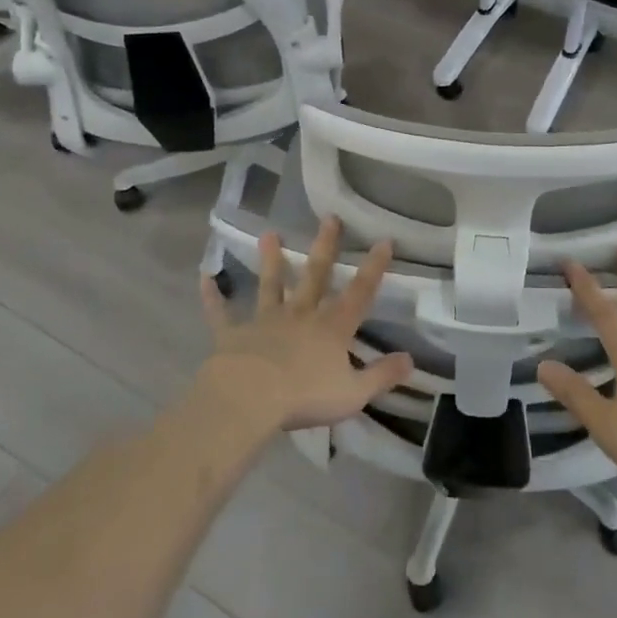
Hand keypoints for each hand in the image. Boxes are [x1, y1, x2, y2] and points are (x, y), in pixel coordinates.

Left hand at [197, 217, 412, 432]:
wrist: (250, 399)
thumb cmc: (305, 397)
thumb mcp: (354, 393)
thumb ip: (383, 375)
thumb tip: (411, 359)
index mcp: (332, 329)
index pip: (359, 293)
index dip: (373, 268)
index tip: (383, 240)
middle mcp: (301, 315)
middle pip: (315, 276)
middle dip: (325, 247)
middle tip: (329, 218)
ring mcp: (265, 321)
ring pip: (271, 285)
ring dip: (271, 260)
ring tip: (269, 234)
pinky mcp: (233, 334)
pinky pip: (221, 313)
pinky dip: (213, 297)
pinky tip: (204, 278)